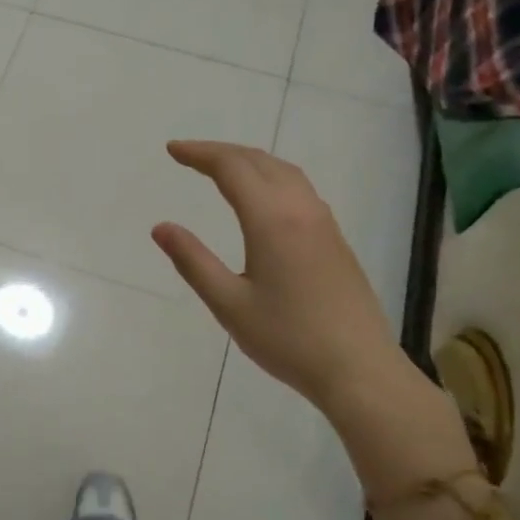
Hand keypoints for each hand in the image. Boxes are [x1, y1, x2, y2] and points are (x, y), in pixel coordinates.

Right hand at [152, 141, 415, 416]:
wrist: (358, 369)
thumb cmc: (287, 339)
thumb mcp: (229, 304)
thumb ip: (193, 261)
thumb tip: (161, 227)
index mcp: (272, 220)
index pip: (232, 169)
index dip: (200, 154)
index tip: (172, 151)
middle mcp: (301, 210)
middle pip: (260, 162)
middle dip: (222, 152)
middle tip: (190, 155)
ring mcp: (324, 224)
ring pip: (285, 172)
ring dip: (250, 161)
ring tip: (222, 168)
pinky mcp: (335, 240)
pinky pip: (300, 189)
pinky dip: (272, 177)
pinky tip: (263, 198)